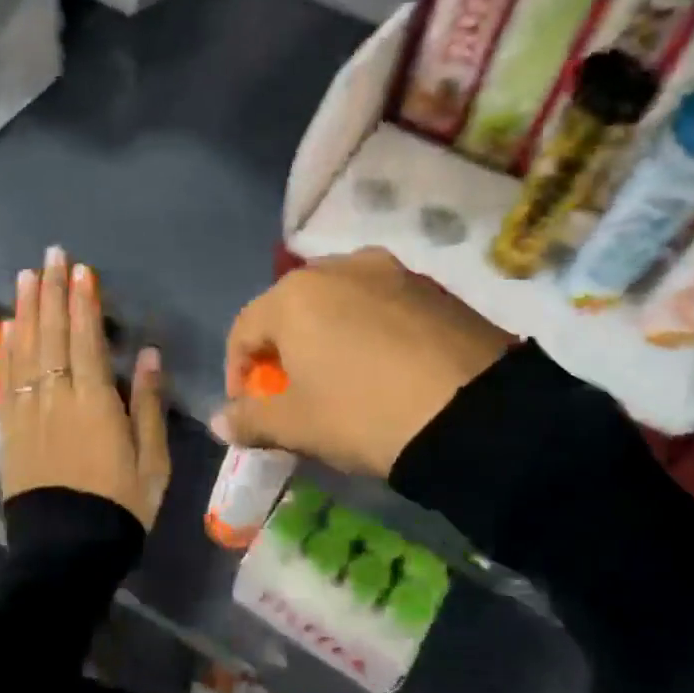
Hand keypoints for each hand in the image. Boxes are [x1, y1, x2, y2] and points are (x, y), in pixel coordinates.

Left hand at [0, 246, 169, 528]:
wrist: (67, 552)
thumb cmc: (121, 506)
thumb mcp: (152, 461)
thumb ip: (148, 404)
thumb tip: (148, 355)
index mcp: (94, 403)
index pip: (86, 340)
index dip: (83, 302)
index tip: (81, 270)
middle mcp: (55, 399)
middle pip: (52, 336)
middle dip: (52, 293)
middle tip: (51, 256)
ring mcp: (27, 413)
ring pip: (24, 351)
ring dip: (25, 310)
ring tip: (26, 277)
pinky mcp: (10, 431)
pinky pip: (5, 379)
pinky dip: (5, 349)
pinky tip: (8, 327)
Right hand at [214, 247, 511, 476]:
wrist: (475, 413)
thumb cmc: (364, 413)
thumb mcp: (299, 425)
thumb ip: (250, 419)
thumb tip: (218, 421)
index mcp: (296, 294)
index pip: (245, 329)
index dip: (237, 372)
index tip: (249, 410)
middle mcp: (340, 266)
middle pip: (292, 308)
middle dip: (284, 350)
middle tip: (295, 392)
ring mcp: (392, 271)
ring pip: (340, 303)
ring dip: (328, 337)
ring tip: (343, 378)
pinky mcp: (434, 287)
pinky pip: (383, 306)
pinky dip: (370, 332)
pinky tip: (386, 367)